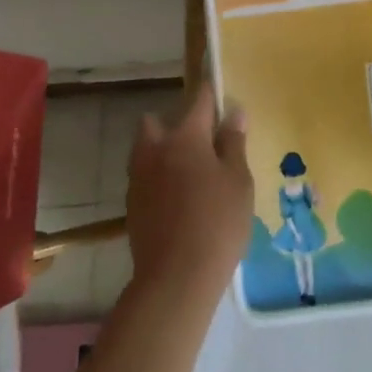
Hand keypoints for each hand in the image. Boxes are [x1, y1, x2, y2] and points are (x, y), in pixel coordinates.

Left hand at [125, 86, 254, 299]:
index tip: (222, 95)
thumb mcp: (239, 180)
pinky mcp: (132, 204)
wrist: (176, 277)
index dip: (211, 94)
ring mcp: (139, 178)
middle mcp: (155, 149)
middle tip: (202, 142)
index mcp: (185, 137)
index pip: (199, 101)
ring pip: (147, 150)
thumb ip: (234, 144)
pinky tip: (180, 198)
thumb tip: (234, 113)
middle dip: (175, 124)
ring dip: (164, 150)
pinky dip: (159, 177)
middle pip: (157, 122)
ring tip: (192, 173)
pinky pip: (145, 176)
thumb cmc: (218, 221)